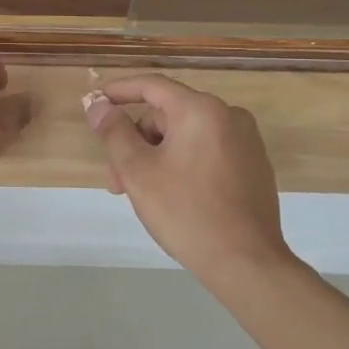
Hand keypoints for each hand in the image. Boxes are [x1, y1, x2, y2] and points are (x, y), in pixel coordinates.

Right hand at [85, 75, 295, 286]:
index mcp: (201, 110)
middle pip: (167, 115)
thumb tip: (98, 105)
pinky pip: (206, 151)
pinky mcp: (253, 166)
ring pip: (185, 136)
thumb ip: (114, 132)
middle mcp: (229, 116)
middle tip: (117, 180)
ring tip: (141, 194)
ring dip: (156, 156)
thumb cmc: (185, 211)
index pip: (151, 86)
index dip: (118, 91)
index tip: (94, 102)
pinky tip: (172, 196)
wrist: (245, 262)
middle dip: (136, 142)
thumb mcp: (137, 171)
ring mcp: (246, 141)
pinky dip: (181, 164)